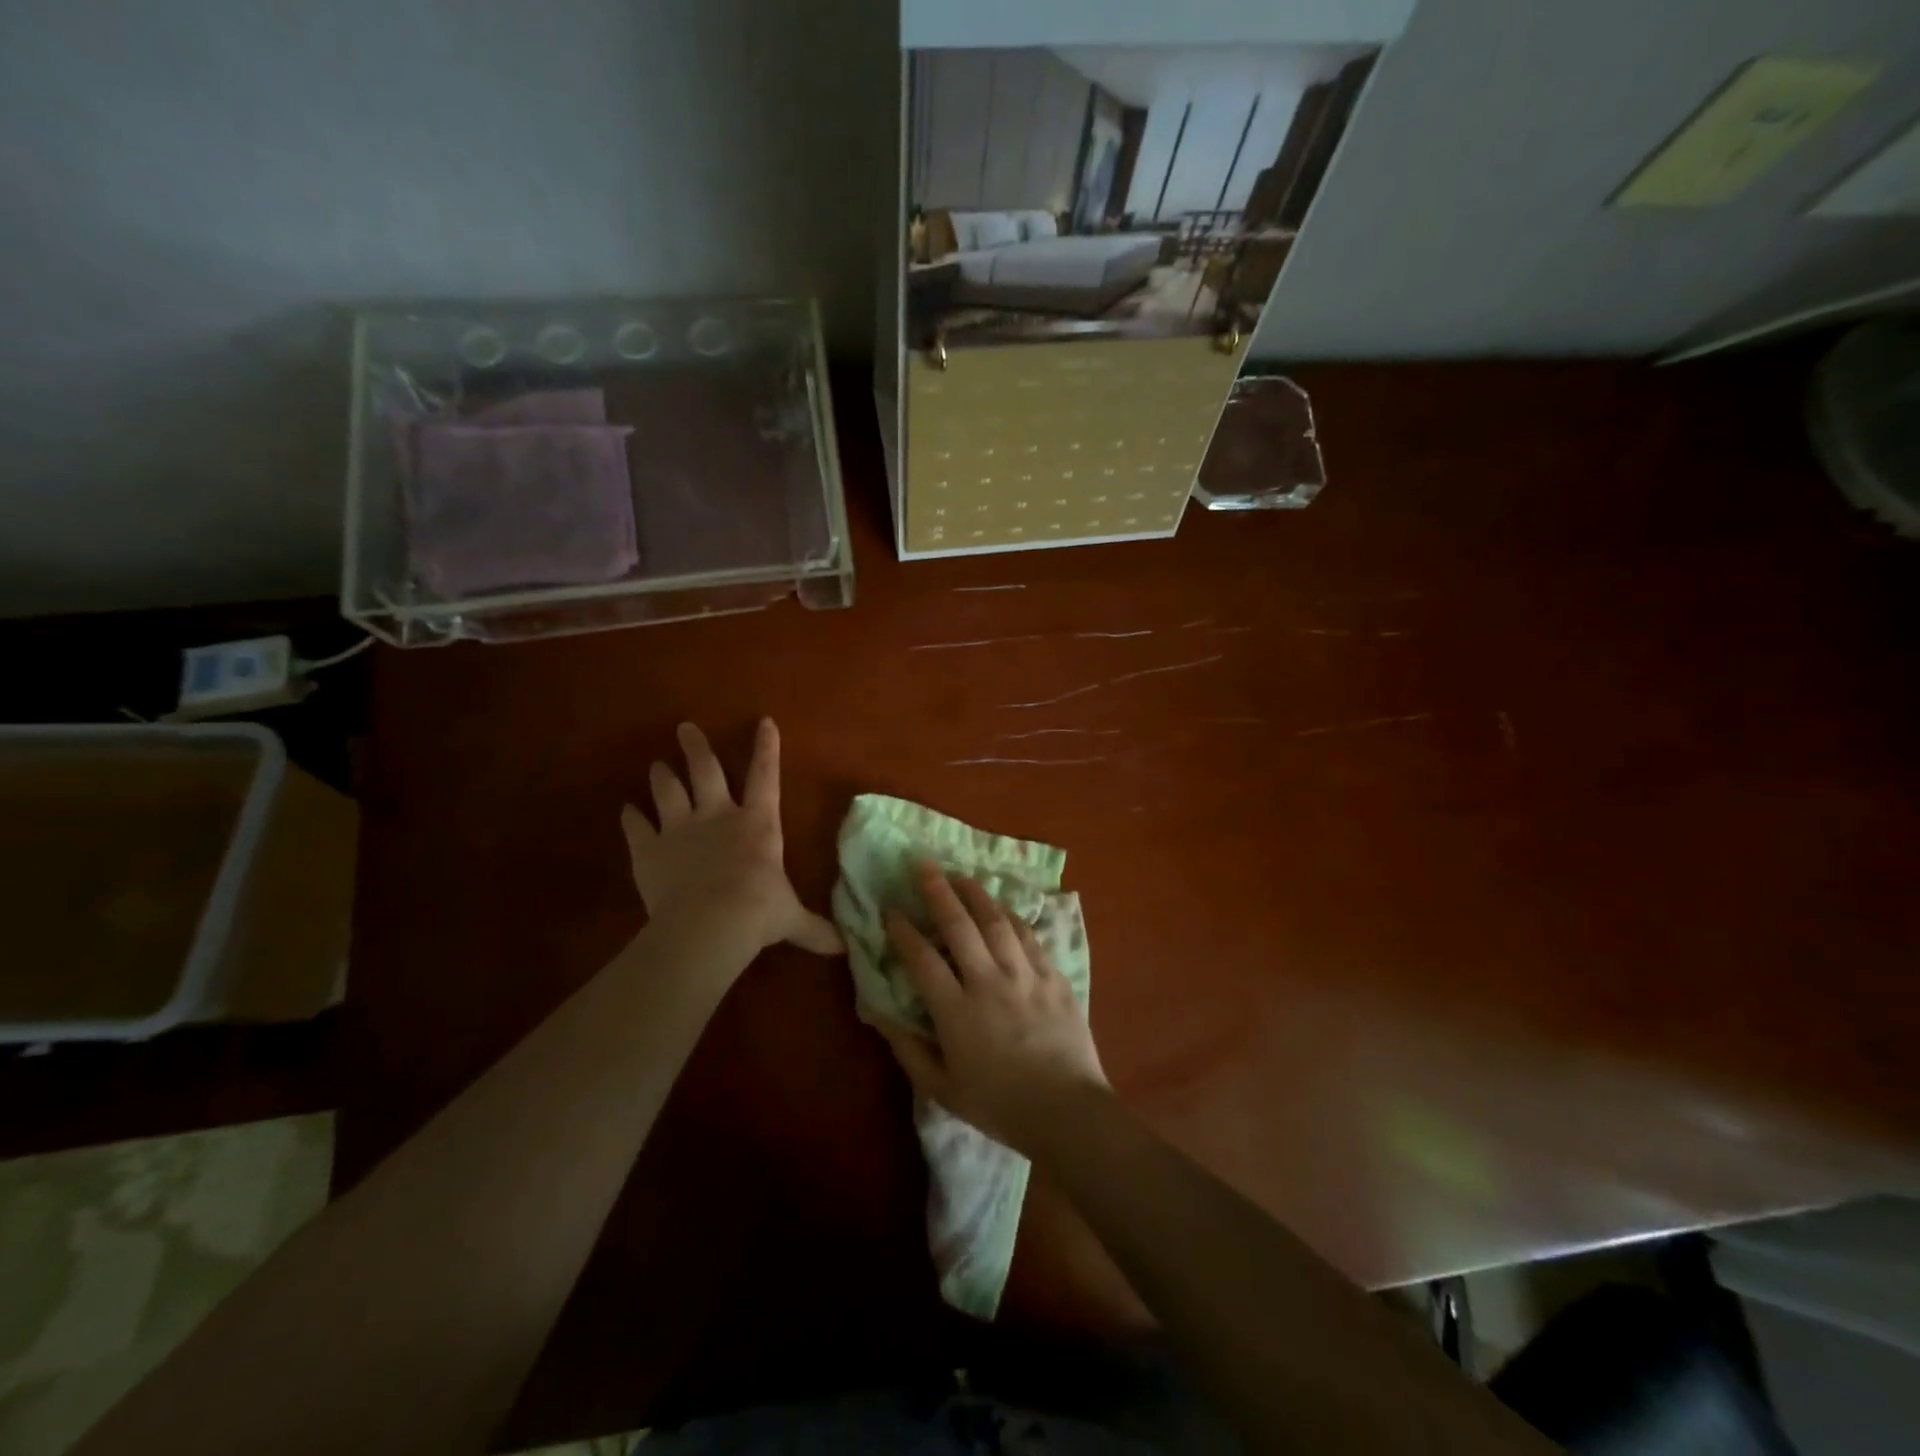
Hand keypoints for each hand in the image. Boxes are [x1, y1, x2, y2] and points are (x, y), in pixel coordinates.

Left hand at [621, 719, 842, 959]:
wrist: (710, 924)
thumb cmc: (759, 913)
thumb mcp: (792, 919)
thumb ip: (814, 929)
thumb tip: (845, 948)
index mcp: (757, 824)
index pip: (766, 777)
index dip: (767, 749)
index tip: (764, 721)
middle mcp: (717, 816)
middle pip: (705, 771)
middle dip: (696, 747)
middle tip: (685, 727)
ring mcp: (679, 829)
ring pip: (667, 791)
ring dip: (661, 776)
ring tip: (656, 765)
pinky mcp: (648, 850)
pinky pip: (636, 827)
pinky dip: (631, 817)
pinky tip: (626, 810)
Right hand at [877, 861, 1108, 1154]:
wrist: (1068, 1112)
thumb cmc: (1000, 1105)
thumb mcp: (942, 1089)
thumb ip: (908, 1049)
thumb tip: (878, 1014)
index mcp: (957, 1012)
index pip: (922, 959)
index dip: (903, 931)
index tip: (891, 909)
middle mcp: (989, 983)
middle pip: (959, 926)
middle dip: (938, 891)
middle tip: (924, 865)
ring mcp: (1025, 976)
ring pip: (997, 921)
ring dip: (976, 894)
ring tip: (960, 876)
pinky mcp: (1054, 977)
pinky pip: (1029, 936)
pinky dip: (1012, 916)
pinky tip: (1002, 907)